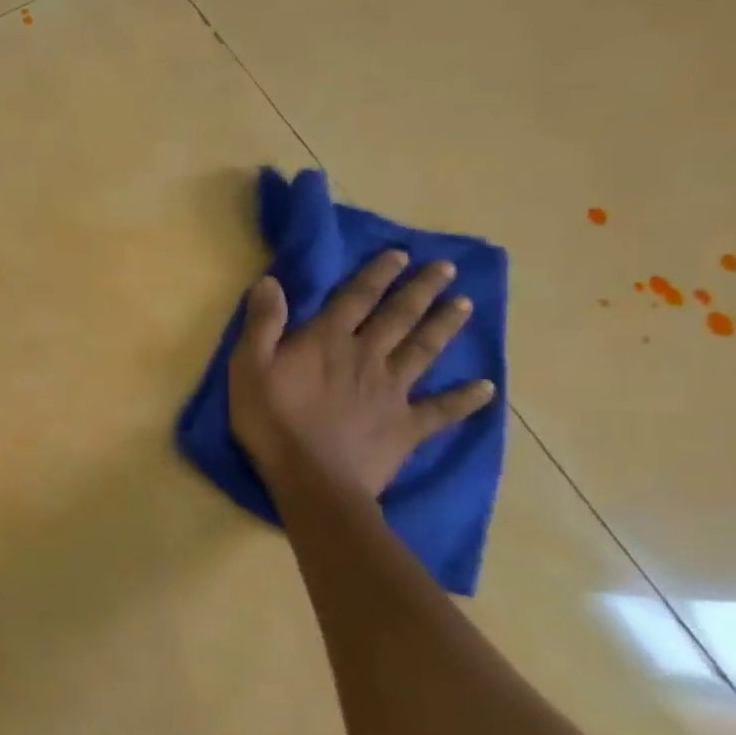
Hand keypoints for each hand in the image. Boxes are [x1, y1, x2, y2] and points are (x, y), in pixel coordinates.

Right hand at [229, 251, 494, 499]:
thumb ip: (263, 324)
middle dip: (421, 290)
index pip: (356, 298)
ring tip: (465, 305)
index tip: (400, 255)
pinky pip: (442, 410)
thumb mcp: (248, 367)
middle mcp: (367, 357)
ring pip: (424, 351)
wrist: (312, 479)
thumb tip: (271, 282)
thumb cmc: (272, 421)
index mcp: (328, 341)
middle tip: (446, 269)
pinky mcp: (407, 426)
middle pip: (399, 317)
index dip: (377, 275)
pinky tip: (486, 388)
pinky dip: (466, 399)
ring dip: (445, 326)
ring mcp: (393, 392)